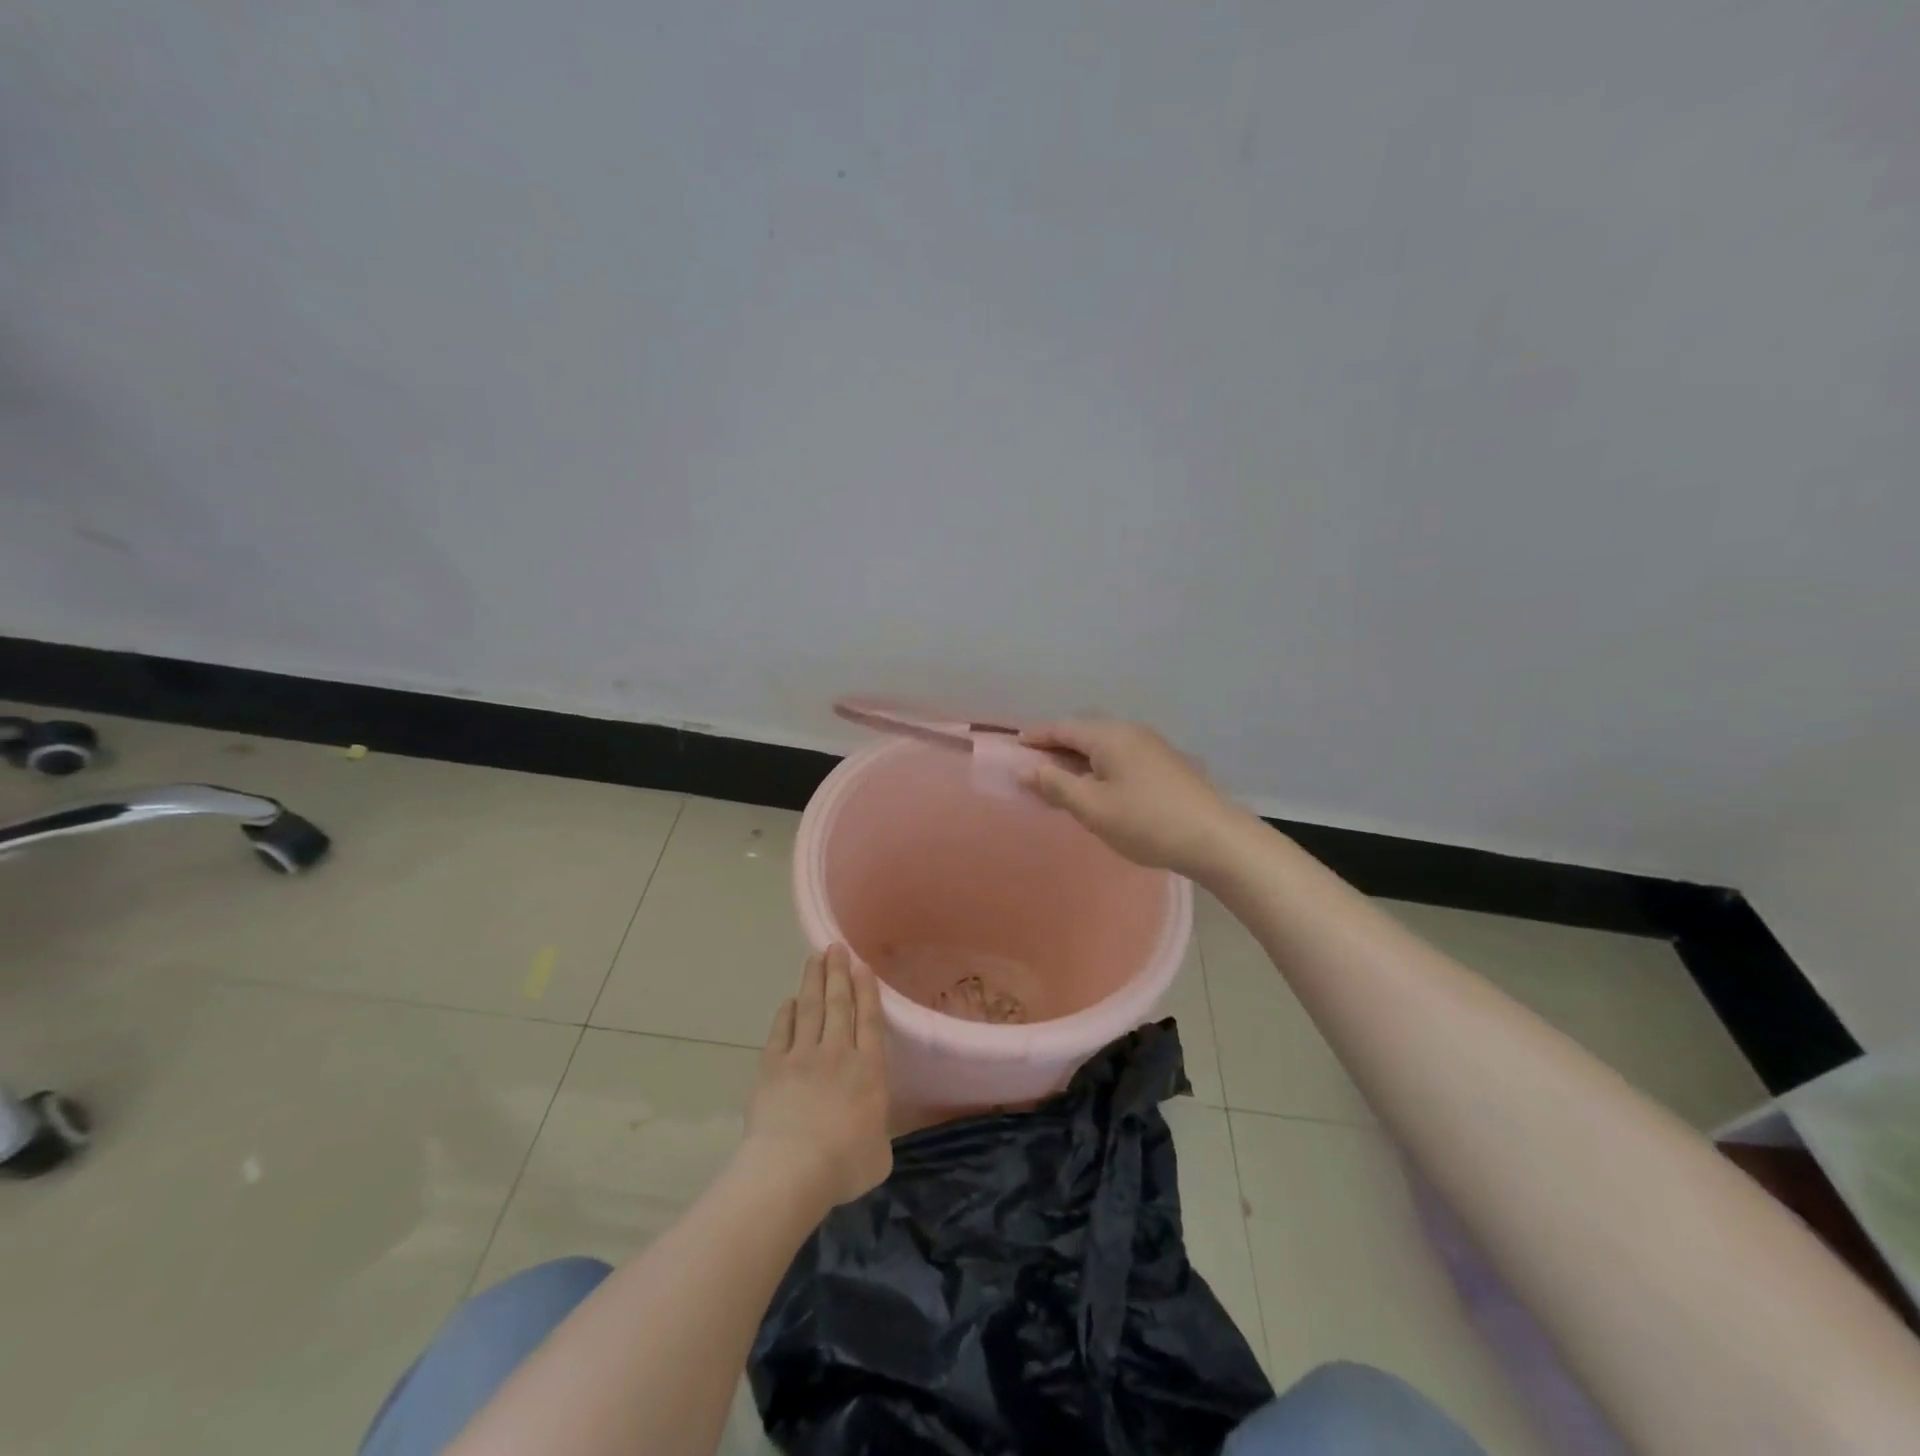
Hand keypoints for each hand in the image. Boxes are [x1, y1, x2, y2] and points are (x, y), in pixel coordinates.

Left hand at [744, 944, 891, 1208]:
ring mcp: (802, 1056)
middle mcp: (838, 1052)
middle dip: (839, 972)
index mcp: (869, 1069)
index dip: (867, 991)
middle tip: (836, 946)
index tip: (863, 966)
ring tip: (816, 957)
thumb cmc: (843, 1165)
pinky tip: (790, 1001)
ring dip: (814, 980)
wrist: (791, 1169)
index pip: (870, 1019)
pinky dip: (787, 1014)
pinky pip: (781, 1031)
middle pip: (839, 1003)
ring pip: (811, 1008)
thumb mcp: (879, 1154)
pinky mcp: (772, 1066)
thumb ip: (878, 1131)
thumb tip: (873, 1127)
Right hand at [1019, 720, 1244, 875]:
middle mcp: (1131, 732)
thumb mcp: (1093, 807)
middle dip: (1057, 747)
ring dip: (1079, 759)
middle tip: (1034, 765)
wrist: (1215, 839)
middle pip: (1084, 733)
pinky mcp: (1167, 765)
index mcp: (1110, 736)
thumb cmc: (1146, 821)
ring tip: (1062, 779)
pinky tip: (1099, 788)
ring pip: (1104, 746)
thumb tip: (1025, 769)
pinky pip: (1121, 757)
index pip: (1063, 727)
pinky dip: (1100, 766)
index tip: (1015, 744)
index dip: (1037, 736)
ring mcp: (1153, 747)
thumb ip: (1056, 785)